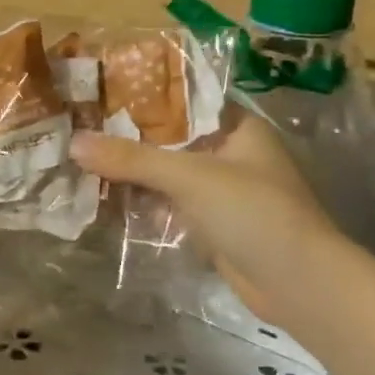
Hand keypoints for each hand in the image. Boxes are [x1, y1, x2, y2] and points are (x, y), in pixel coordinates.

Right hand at [72, 111, 341, 320]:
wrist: (300, 285)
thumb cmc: (254, 212)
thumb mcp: (191, 178)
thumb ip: (133, 159)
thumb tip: (74, 143)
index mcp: (237, 127)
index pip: (184, 100)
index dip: (143, 95)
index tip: (100, 90)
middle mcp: (230, 153)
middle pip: (170, 138)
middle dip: (129, 137)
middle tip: (80, 125)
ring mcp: (221, 191)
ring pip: (167, 173)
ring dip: (132, 171)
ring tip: (81, 157)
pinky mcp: (212, 224)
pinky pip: (169, 204)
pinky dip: (142, 201)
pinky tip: (104, 196)